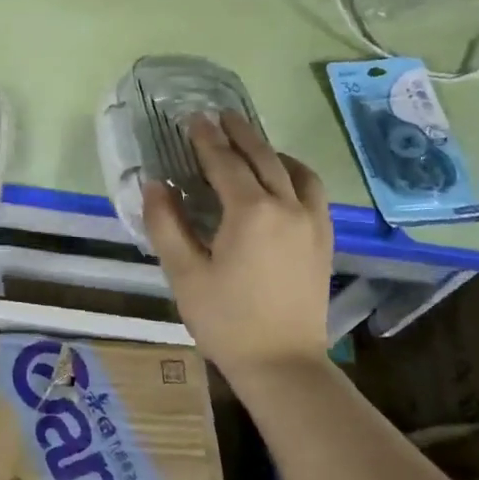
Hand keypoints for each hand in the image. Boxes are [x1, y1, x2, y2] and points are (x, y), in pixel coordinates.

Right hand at [142, 112, 332, 378]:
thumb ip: (166, 224)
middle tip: (220, 115)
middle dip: (239, 133)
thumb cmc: (225, 320)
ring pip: (294, 170)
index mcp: (251, 212)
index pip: (225, 163)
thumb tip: (155, 184)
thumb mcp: (184, 274)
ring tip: (251, 144)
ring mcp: (312, 222)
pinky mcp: (323, 239)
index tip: (193, 118)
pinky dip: (294, 173)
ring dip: (270, 150)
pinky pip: (312, 191)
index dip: (206, 139)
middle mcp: (288, 206)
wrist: (282, 363)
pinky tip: (282, 180)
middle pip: (263, 157)